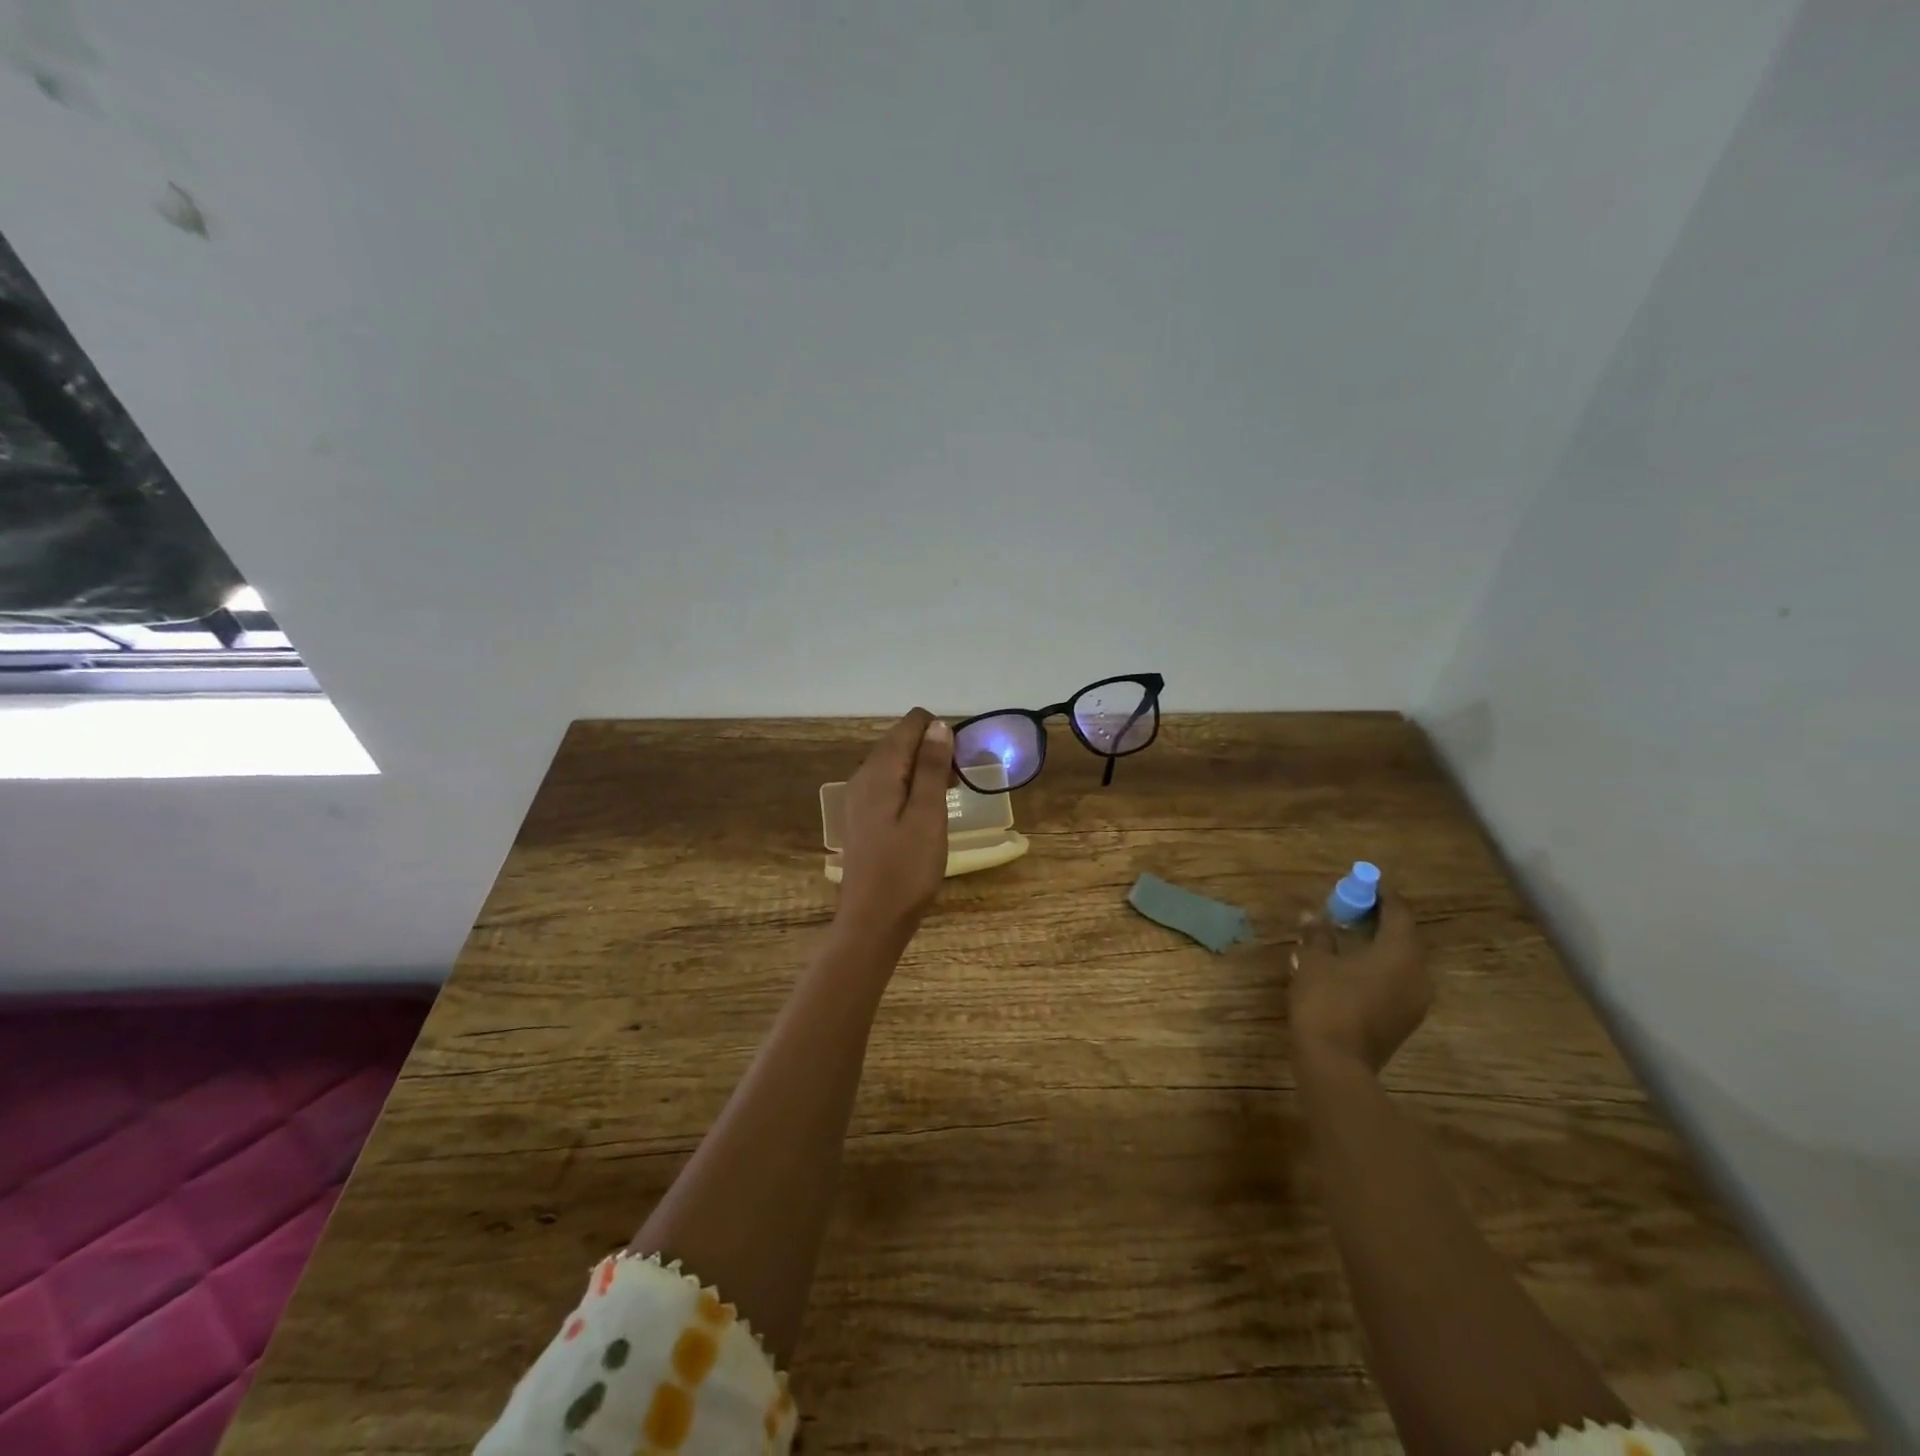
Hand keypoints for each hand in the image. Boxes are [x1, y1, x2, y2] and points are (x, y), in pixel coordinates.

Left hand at [835, 709, 952, 943]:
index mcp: (880, 770)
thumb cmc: (906, 869)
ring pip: (897, 764)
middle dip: (934, 751)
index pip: (911, 724)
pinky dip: (912, 788)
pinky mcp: (863, 816)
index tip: (960, 764)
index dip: (940, 733)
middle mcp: (864, 775)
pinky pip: (890, 785)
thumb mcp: (927, 815)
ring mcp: (859, 797)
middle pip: (902, 741)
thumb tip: (938, 725)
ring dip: (925, 771)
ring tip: (948, 800)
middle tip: (958, 785)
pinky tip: (926, 814)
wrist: (872, 921)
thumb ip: (931, 767)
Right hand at [1288, 890, 1431, 1073]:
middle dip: (1382, 918)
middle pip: (1405, 936)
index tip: (1365, 883)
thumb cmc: (1326, 1002)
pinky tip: (1355, 963)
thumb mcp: (1315, 962)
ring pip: (1403, 960)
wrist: (1335, 1062)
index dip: (1382, 895)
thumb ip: (1318, 936)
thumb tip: (1311, 916)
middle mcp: (1418, 974)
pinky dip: (1381, 965)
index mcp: (1400, 953)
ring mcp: (1415, 1000)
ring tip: (1353, 933)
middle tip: (1355, 906)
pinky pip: (1398, 979)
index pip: (1399, 913)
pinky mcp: (1405, 1018)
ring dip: (1381, 943)